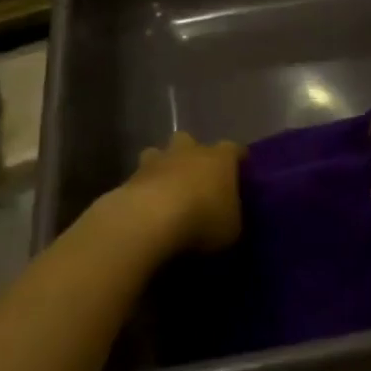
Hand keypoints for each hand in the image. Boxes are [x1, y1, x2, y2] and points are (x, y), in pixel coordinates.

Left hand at [118, 131, 243, 253]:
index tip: (241, 166)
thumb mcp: (231, 228)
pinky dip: (143, 189)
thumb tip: (226, 214)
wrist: (149, 221)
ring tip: (164, 189)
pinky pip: (139, 178)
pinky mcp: (129, 177)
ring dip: (162, 167)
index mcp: (220, 158)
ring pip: (159, 154)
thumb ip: (230, 216)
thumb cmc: (202, 221)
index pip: (234, 149)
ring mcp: (156, 161)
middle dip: (192, 154)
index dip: (237, 158)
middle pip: (190, 141)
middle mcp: (188, 151)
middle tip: (195, 175)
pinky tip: (145, 207)